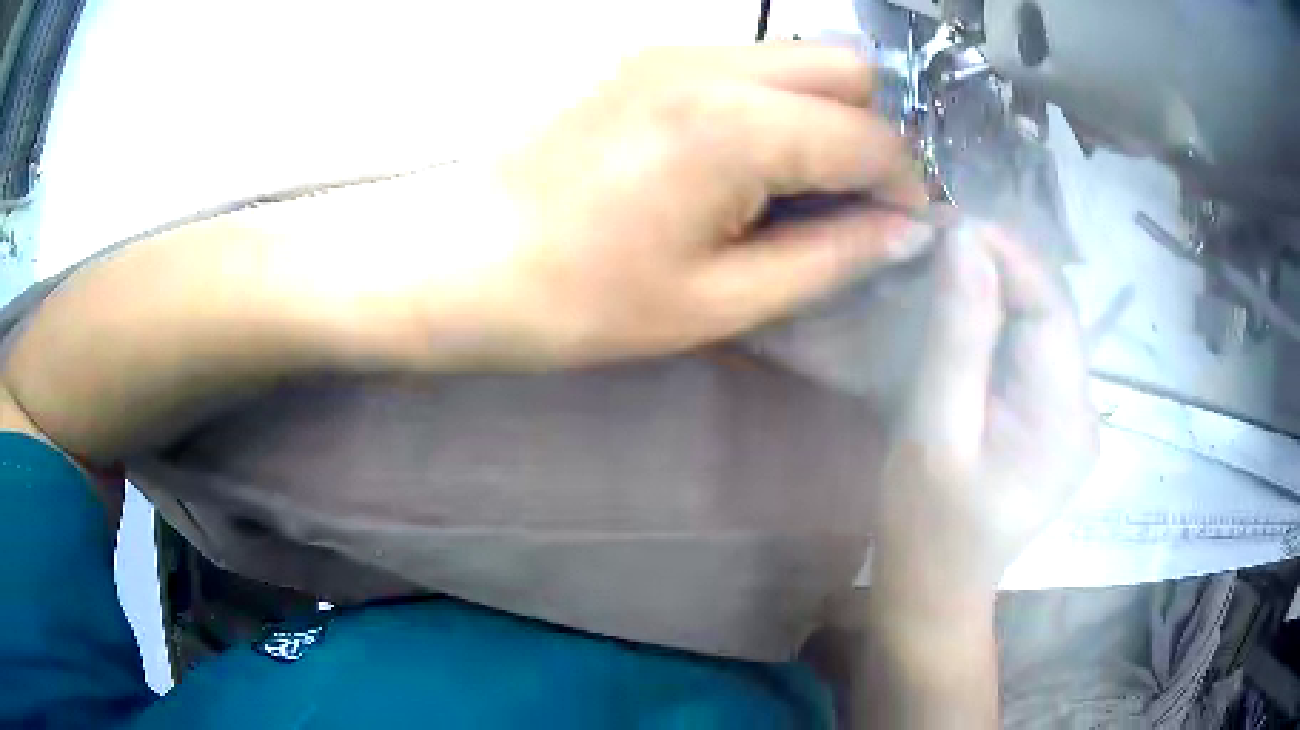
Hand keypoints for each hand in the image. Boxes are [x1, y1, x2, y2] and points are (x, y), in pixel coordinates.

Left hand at [397, 44, 929, 369]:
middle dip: (881, 130)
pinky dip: (785, 101)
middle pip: (851, 67)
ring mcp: (676, 49)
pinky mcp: (650, 57)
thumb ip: (831, 257)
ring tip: (813, 184)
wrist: (465, 258)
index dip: (909, 184)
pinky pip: (754, 62)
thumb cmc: (582, 300)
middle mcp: (715, 63)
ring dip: (834, 111)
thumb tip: (905, 232)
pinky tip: (759, 158)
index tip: (908, 226)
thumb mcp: (720, 300)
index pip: (873, 137)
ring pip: (804, 56)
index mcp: (737, 126)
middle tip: (863, 198)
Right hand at [874, 226, 1097, 595]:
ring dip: (997, 290)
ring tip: (945, 265)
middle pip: (1051, 313)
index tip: (950, 220)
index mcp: (1065, 420)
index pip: (1051, 307)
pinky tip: (966, 312)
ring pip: (1041, 327)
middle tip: (938, 239)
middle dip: (999, 267)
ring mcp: (1071, 419)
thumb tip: (965, 240)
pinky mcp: (1053, 423)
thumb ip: (957, 337)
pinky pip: (1031, 352)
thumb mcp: (935, 432)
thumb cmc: (926, 526)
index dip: (1007, 254)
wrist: (935, 589)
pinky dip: (999, 321)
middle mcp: (1083, 412)